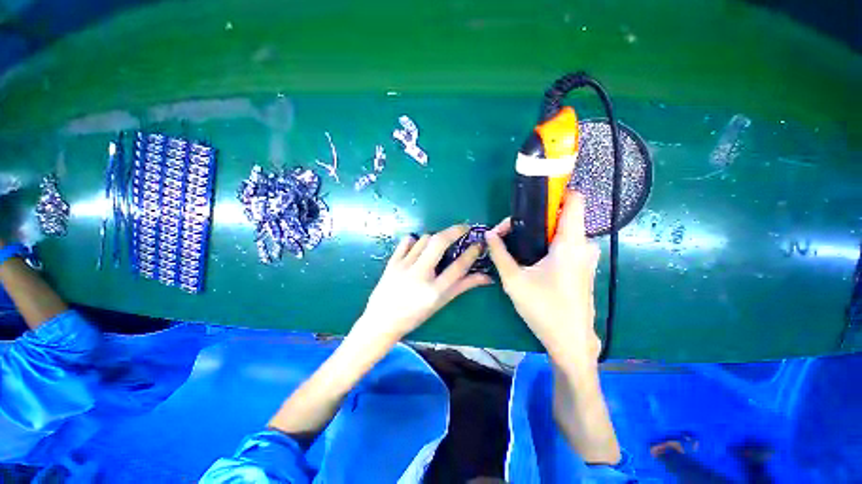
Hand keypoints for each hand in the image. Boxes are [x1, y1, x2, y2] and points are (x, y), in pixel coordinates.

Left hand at [355, 225, 491, 341]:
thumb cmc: (415, 315)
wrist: (382, 321)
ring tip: (440, 243)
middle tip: (464, 227)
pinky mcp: (392, 262)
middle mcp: (420, 275)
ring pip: (424, 239)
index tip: (478, 244)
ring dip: (436, 237)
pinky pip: (407, 242)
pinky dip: (415, 240)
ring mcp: (404, 266)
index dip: (471, 253)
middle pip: (439, 243)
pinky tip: (418, 246)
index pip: (458, 266)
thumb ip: (463, 286)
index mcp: (435, 290)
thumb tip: (486, 277)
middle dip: (454, 230)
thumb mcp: (441, 303)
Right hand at [485, 192, 601, 363]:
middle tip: (511, 228)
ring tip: (517, 241)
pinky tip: (531, 254)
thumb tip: (489, 234)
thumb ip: (500, 253)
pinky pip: (566, 243)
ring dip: (540, 231)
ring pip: (562, 231)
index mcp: (571, 243)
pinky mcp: (583, 266)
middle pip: (562, 216)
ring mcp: (586, 256)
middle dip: (536, 217)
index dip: (557, 191)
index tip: (533, 194)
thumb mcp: (514, 280)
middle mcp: (584, 245)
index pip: (575, 200)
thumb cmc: (544, 309)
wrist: (571, 341)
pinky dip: (548, 242)